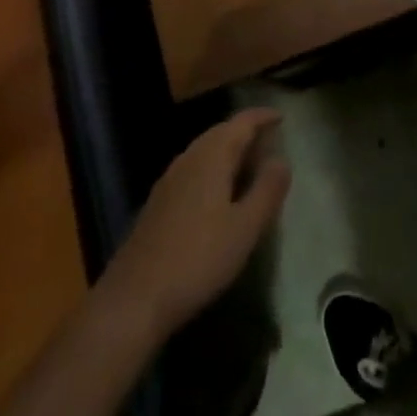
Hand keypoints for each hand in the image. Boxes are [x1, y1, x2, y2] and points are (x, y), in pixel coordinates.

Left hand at [98, 108, 291, 340]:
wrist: (134, 298)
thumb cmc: (198, 259)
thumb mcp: (245, 228)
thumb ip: (267, 190)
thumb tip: (282, 159)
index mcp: (212, 156)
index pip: (242, 122)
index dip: (263, 117)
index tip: (281, 117)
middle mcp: (189, 157)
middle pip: (221, 132)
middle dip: (246, 132)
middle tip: (269, 143)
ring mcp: (169, 179)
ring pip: (205, 151)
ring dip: (229, 151)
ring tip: (249, 167)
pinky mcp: (158, 202)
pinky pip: (193, 169)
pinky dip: (213, 169)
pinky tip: (219, 195)